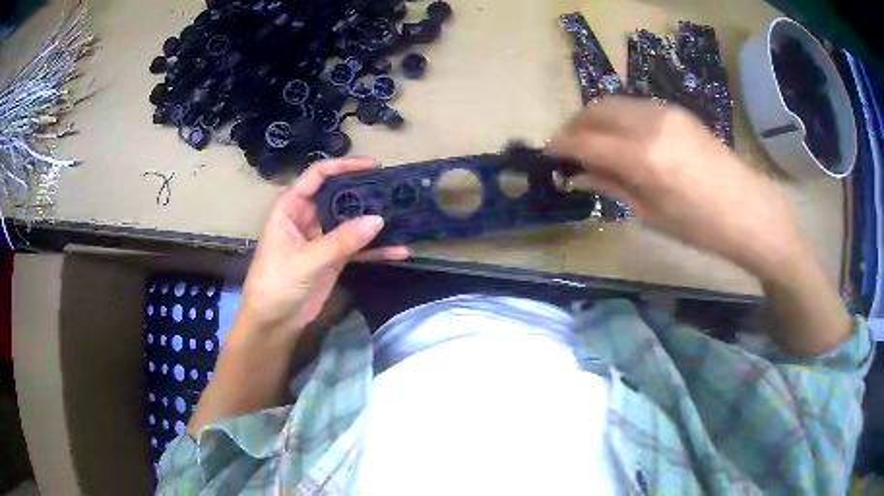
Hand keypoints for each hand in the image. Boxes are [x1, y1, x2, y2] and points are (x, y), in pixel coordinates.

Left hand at [235, 157, 409, 339]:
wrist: (273, 323)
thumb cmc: (276, 284)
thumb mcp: (306, 260)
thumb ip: (341, 240)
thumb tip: (379, 219)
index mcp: (291, 207)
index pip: (317, 176)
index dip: (343, 166)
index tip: (373, 165)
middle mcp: (308, 217)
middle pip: (339, 196)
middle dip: (365, 192)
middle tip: (395, 190)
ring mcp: (322, 238)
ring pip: (351, 222)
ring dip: (374, 221)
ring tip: (403, 215)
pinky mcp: (333, 259)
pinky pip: (357, 248)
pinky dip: (376, 250)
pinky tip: (399, 251)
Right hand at [546, 97, 805, 280]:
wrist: (749, 211)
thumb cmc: (702, 227)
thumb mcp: (653, 214)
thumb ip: (611, 186)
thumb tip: (576, 175)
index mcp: (644, 157)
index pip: (586, 141)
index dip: (561, 146)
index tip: (549, 156)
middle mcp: (650, 124)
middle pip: (595, 110)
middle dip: (574, 127)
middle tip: (567, 149)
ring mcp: (665, 112)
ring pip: (613, 102)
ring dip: (595, 119)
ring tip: (592, 143)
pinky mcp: (677, 110)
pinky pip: (635, 105)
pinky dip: (618, 117)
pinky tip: (621, 137)